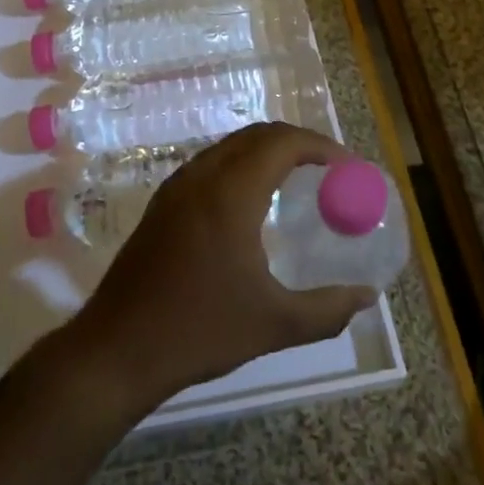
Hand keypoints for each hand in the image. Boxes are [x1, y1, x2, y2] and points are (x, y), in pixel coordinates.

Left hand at [68, 123, 377, 415]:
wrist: (117, 349)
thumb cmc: (199, 331)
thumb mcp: (274, 324)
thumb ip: (327, 309)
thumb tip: (366, 296)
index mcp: (230, 193)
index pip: (281, 142)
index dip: (319, 145)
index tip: (347, 166)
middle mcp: (201, 177)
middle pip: (256, 136)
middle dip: (296, 143)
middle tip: (328, 170)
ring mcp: (176, 188)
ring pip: (230, 147)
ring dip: (266, 152)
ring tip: (297, 181)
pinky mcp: (162, 204)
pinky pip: (210, 165)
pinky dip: (241, 166)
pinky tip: (253, 203)